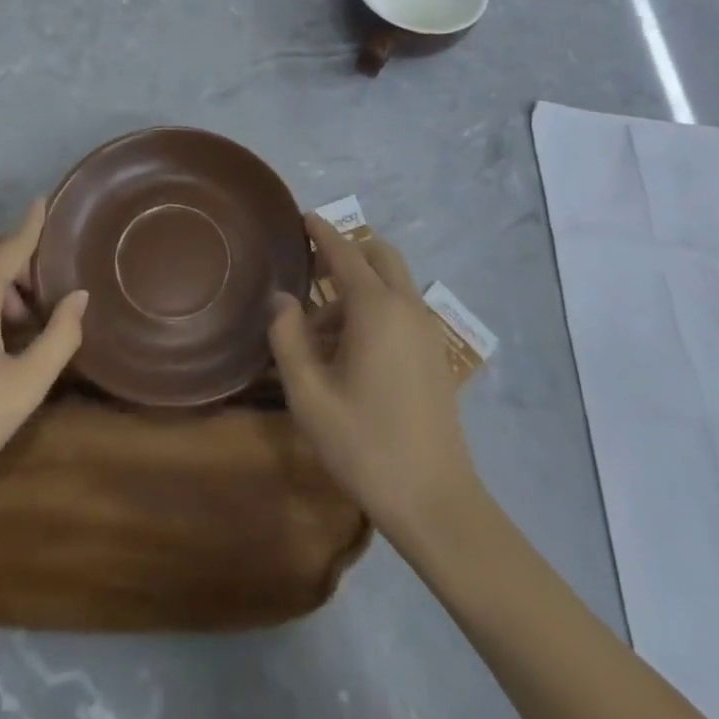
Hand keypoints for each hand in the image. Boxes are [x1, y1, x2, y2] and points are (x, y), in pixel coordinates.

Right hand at [269, 213, 478, 541]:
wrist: (436, 502)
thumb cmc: (365, 445)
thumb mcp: (310, 395)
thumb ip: (288, 338)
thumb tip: (281, 298)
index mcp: (377, 309)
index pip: (346, 253)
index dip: (323, 232)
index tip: (303, 217)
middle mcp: (407, 307)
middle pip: (379, 256)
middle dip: (346, 252)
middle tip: (310, 268)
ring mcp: (426, 331)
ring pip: (392, 283)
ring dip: (358, 286)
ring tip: (319, 329)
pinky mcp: (434, 354)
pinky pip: (402, 308)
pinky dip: (375, 306)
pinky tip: (349, 349)